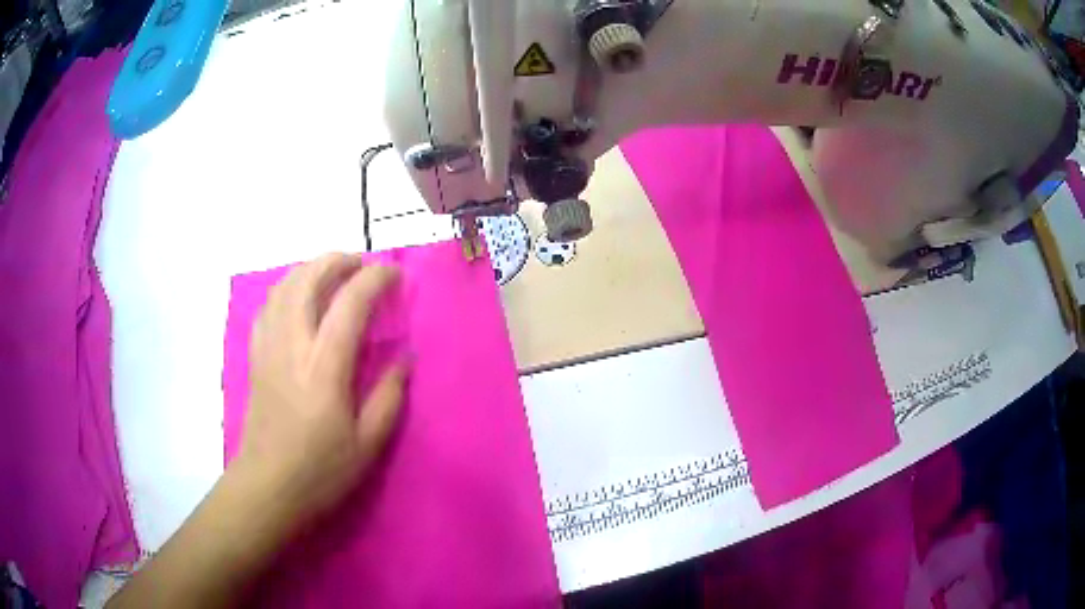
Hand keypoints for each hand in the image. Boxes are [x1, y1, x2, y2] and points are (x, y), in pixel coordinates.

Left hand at [236, 253, 407, 527]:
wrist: (267, 487)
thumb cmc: (320, 471)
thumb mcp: (368, 443)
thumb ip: (389, 396)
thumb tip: (405, 358)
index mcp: (324, 367)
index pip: (350, 302)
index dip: (375, 279)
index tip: (396, 275)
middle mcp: (292, 345)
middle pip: (308, 279)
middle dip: (338, 260)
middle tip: (363, 265)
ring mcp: (268, 347)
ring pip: (284, 286)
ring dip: (310, 269)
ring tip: (333, 274)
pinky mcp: (256, 356)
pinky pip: (268, 306)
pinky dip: (287, 289)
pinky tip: (298, 299)